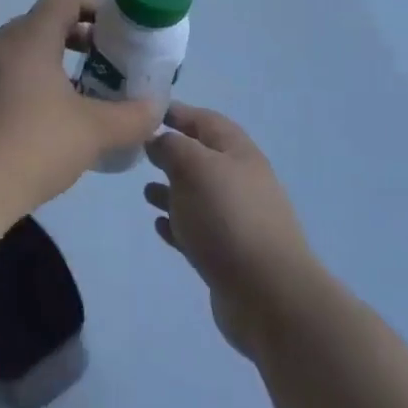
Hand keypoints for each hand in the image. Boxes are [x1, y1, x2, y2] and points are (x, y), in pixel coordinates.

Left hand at [0, 0, 162, 224]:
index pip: (63, 0)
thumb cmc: (30, 148)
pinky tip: (26, 130)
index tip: (114, 33)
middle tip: (98, 70)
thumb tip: (155, 109)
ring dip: (42, 68)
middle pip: (38, 26)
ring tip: (65, 103)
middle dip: (72, 42)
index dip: (93, 8)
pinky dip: (14, 91)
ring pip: (12, 57)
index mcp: (27, 39)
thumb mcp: (93, 133)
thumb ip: (132, 117)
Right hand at [144, 104, 318, 356]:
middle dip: (172, 153)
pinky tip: (159, 226)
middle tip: (139, 152)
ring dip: (172, 190)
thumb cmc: (228, 218)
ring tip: (145, 191)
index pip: (205, 120)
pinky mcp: (228, 255)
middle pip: (202, 157)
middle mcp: (240, 180)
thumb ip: (172, 147)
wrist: (269, 294)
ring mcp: (236, 219)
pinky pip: (198, 230)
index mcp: (237, 152)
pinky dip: (178, 224)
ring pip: (198, 195)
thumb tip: (158, 140)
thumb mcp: (194, 168)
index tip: (146, 112)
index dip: (178, 112)